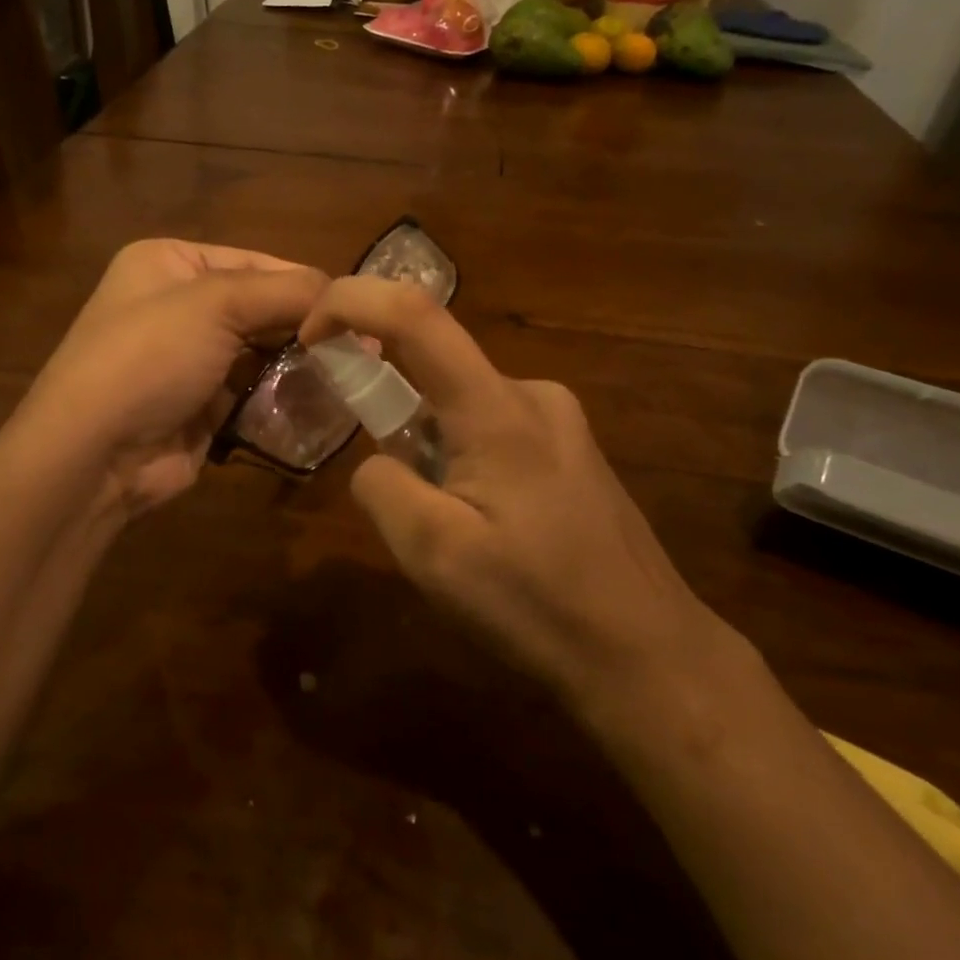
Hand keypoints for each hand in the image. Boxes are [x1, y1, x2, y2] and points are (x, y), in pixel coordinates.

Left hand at [20, 240, 328, 514]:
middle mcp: (178, 306)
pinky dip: (284, 397)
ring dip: (300, 365)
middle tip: (361, 347)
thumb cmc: (149, 356)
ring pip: (262, 353)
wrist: (94, 453)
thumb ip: (286, 291)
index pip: (254, 262)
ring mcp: (189, 360)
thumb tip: (345, 295)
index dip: (303, 283)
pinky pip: (254, 393)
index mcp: (170, 263)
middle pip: (261, 308)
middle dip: (306, 328)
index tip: (354, 308)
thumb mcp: (216, 303)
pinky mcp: (202, 406)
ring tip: (351, 376)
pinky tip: (321, 404)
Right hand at [299, 277, 727, 730]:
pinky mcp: (568, 445)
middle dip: (389, 414)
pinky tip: (489, 526)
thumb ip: (382, 486)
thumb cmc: (541, 607)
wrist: (652, 657)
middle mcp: (530, 393)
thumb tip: (378, 459)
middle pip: (432, 366)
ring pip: (457, 404)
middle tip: (402, 501)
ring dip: (428, 448)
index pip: (413, 315)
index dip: (349, 303)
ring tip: (456, 532)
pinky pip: (488, 426)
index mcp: (497, 409)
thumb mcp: (434, 557)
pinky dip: (459, 457)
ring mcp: (557, 418)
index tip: (308, 337)